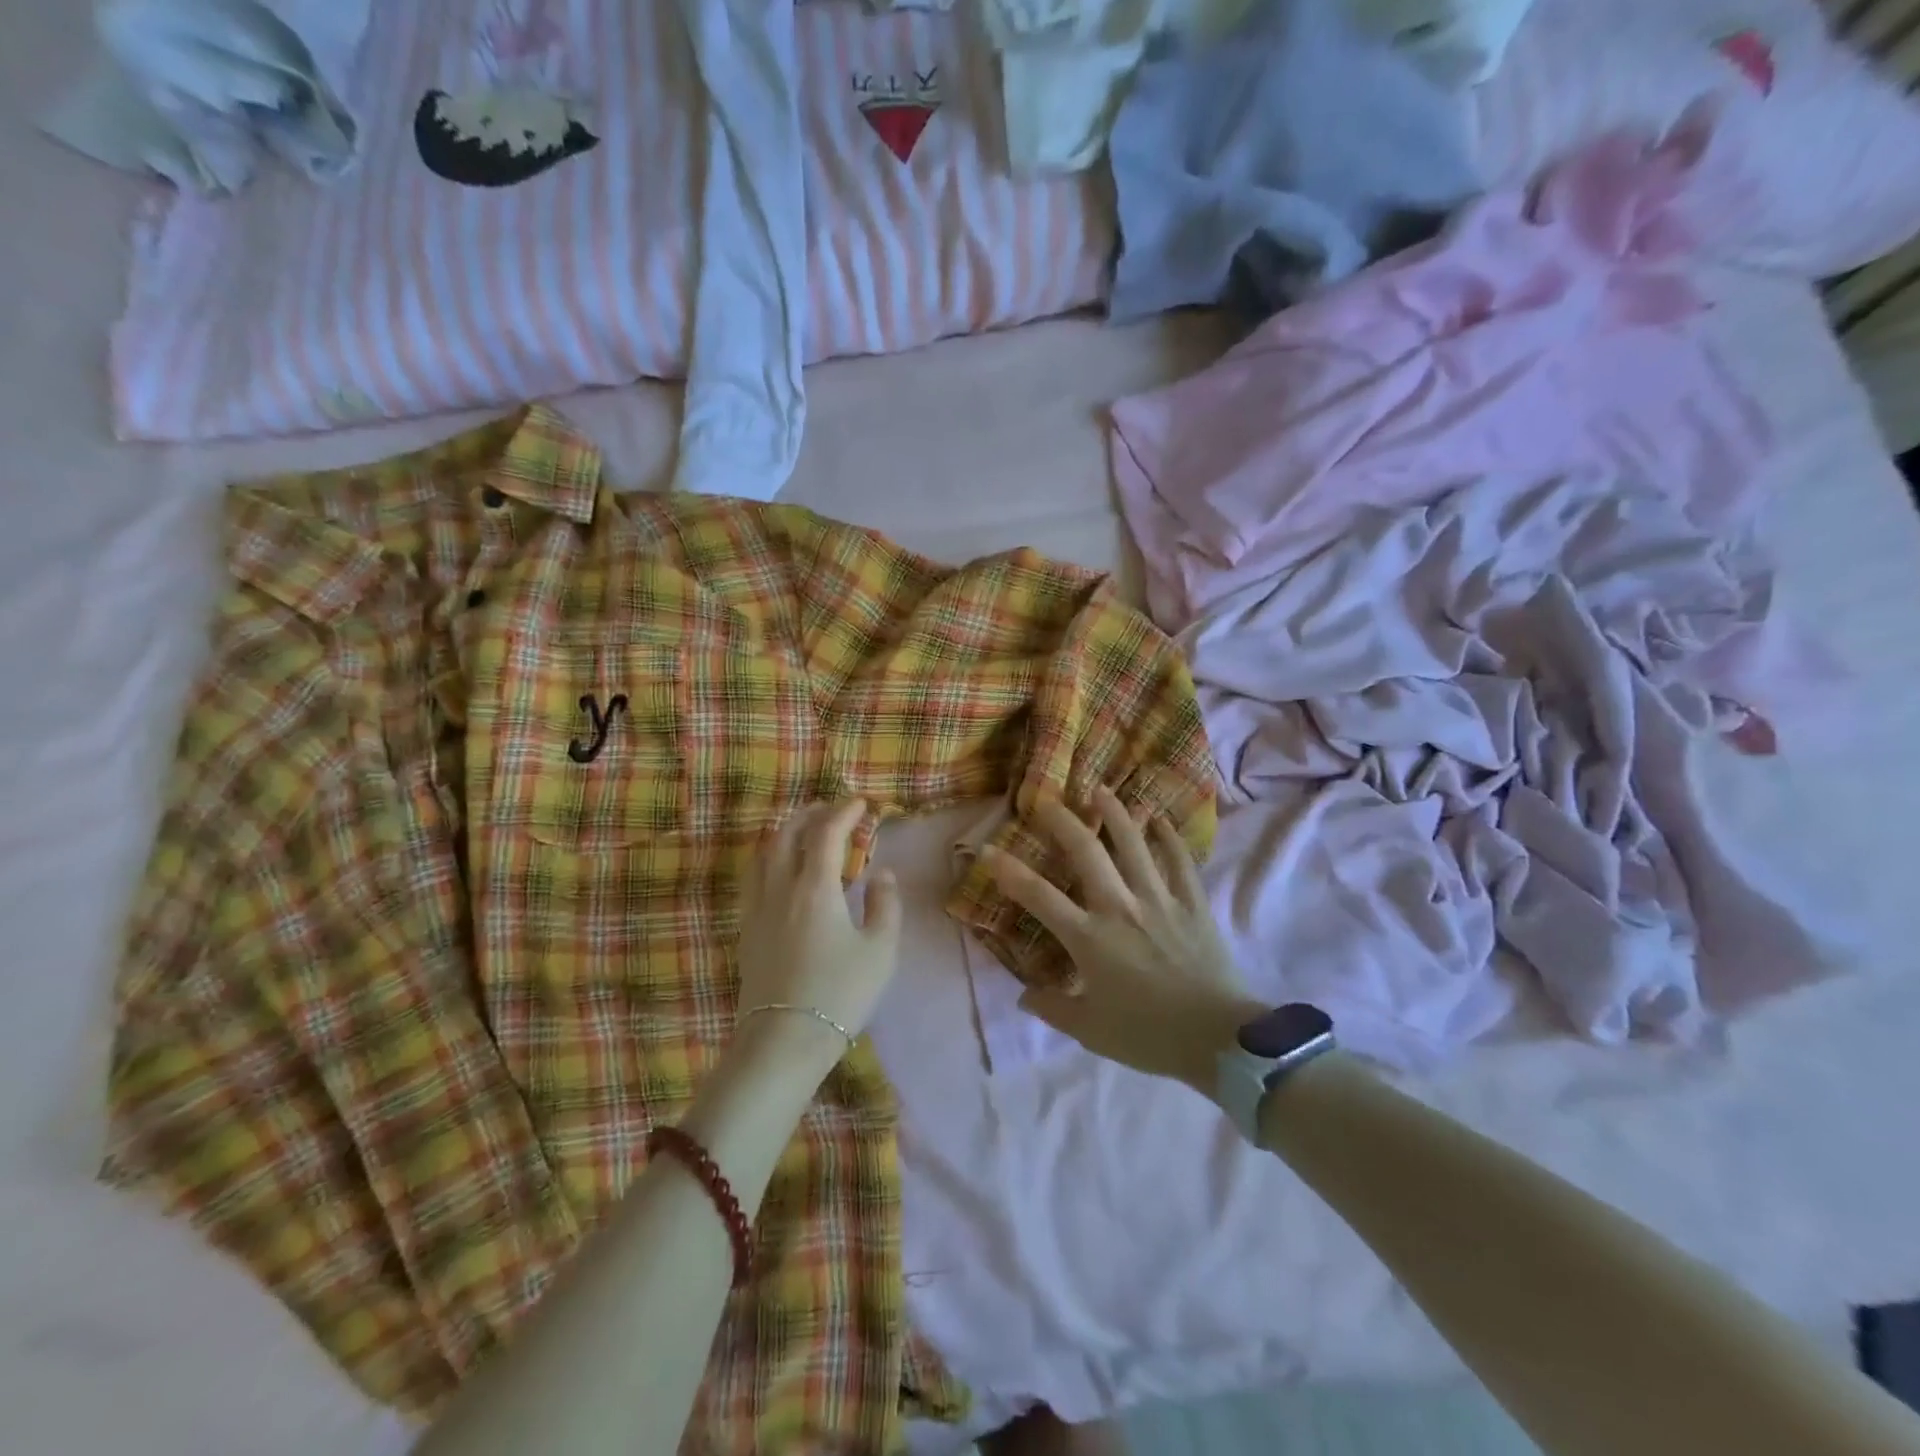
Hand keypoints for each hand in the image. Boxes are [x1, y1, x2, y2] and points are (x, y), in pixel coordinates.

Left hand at [734, 800, 902, 1070]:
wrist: (784, 1040)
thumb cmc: (840, 993)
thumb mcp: (880, 950)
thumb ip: (885, 905)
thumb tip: (882, 875)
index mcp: (815, 887)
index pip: (826, 833)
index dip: (843, 812)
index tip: (860, 804)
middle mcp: (780, 888)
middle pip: (787, 834)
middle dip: (810, 814)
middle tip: (831, 810)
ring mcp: (758, 908)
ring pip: (764, 852)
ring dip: (785, 832)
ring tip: (804, 832)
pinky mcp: (746, 929)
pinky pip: (754, 877)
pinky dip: (770, 858)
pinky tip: (781, 871)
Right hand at [985, 786, 1262, 1094]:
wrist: (1219, 1039)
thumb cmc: (1148, 1036)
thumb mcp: (1090, 1031)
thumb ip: (1053, 1009)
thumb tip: (1024, 996)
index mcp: (1089, 938)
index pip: (1039, 896)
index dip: (1008, 871)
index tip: (988, 849)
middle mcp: (1120, 907)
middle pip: (1086, 852)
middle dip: (1063, 821)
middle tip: (1047, 800)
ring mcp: (1159, 900)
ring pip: (1134, 844)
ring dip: (1115, 813)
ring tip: (1100, 790)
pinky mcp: (1193, 904)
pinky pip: (1180, 861)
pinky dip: (1170, 838)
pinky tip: (1160, 819)